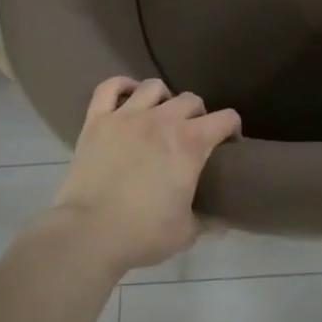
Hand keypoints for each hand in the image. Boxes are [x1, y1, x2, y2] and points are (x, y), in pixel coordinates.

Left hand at [47, 76, 240, 274]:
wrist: (88, 234)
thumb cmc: (142, 233)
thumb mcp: (186, 232)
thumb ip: (208, 222)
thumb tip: (223, 222)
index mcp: (190, 143)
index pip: (226, 118)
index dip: (232, 129)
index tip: (229, 145)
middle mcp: (162, 120)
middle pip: (191, 100)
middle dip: (198, 115)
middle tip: (192, 136)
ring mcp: (126, 116)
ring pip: (153, 87)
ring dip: (164, 99)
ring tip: (161, 115)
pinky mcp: (97, 121)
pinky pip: (109, 88)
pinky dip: (120, 86)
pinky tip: (127, 96)